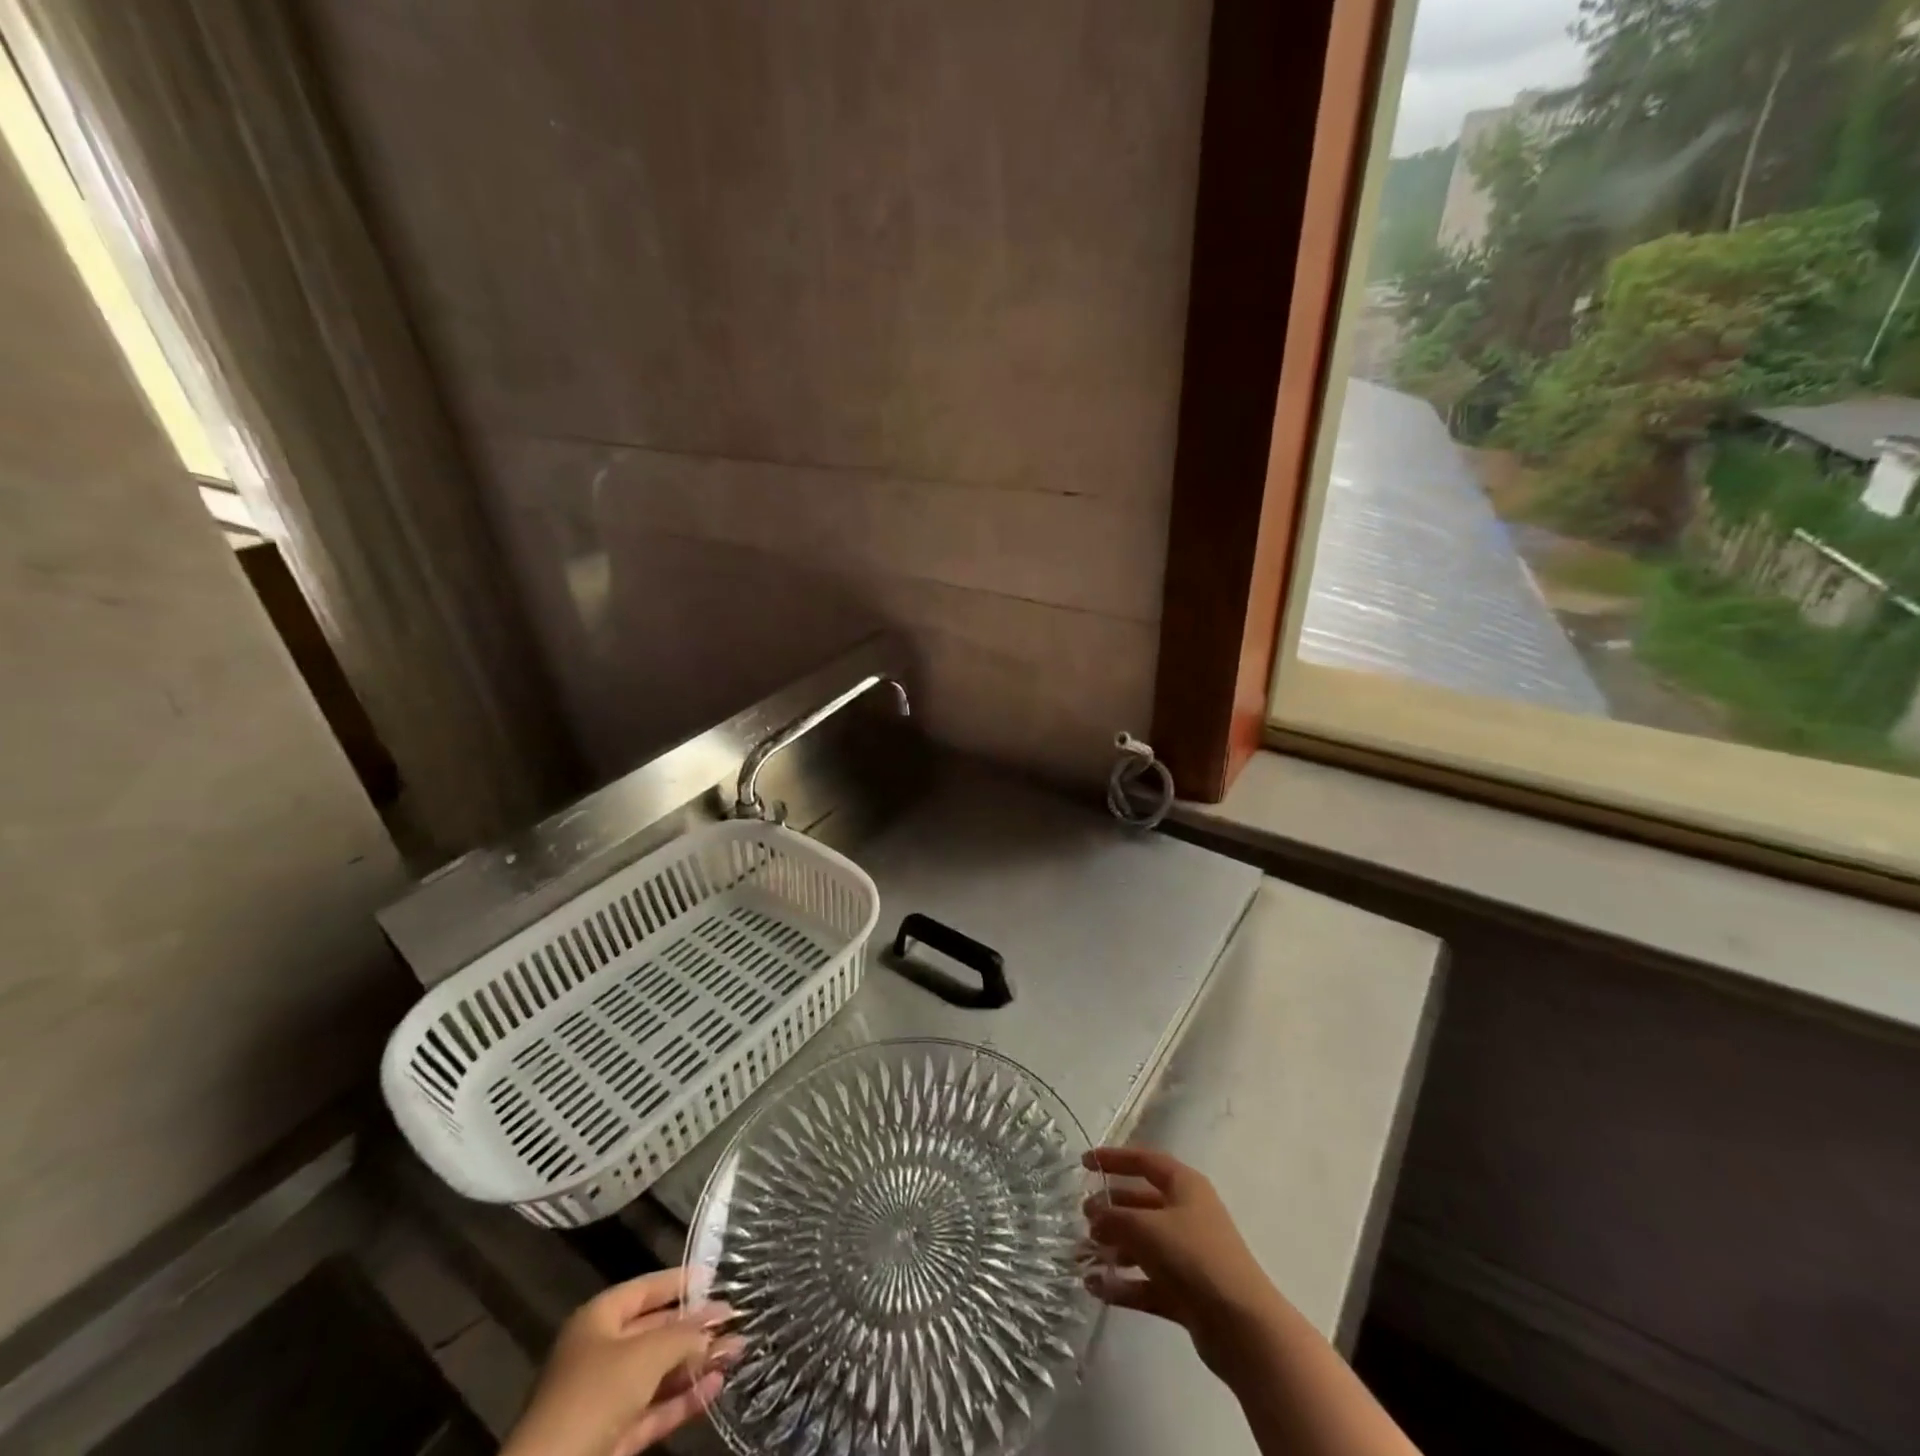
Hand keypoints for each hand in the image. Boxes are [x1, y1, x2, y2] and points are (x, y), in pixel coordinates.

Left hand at [501, 1270, 743, 1455]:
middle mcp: (600, 1354)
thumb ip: (684, 1335)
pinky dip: (684, 1398)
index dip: (677, 1282)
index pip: (643, 1289)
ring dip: (696, 1364)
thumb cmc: (596, 1393)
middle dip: (695, 1327)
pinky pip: (654, 1408)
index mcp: (597, 1320)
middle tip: (734, 1319)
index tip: (713, 1276)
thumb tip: (714, 1325)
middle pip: (655, 1332)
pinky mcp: (613, 1437)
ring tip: (736, 1351)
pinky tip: (716, 1386)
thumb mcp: (647, 1353)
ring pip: (658, 1373)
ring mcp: (605, 1399)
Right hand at [1082, 1146, 1284, 1382]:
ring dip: (1113, 1250)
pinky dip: (1124, 1284)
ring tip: (1082, 1256)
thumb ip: (1113, 1217)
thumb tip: (1094, 1215)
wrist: (1241, 1327)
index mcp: (1185, 1186)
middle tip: (1084, 1218)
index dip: (1114, 1159)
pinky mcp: (1187, 1293)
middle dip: (1111, 1210)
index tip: (1085, 1163)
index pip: (1144, 1161)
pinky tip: (1096, 1288)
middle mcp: (1187, 1214)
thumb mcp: (1146, 1227)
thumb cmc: (1193, 1256)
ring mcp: (1188, 1255)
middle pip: (1142, 1204)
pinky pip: (1147, 1281)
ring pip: (1143, 1245)